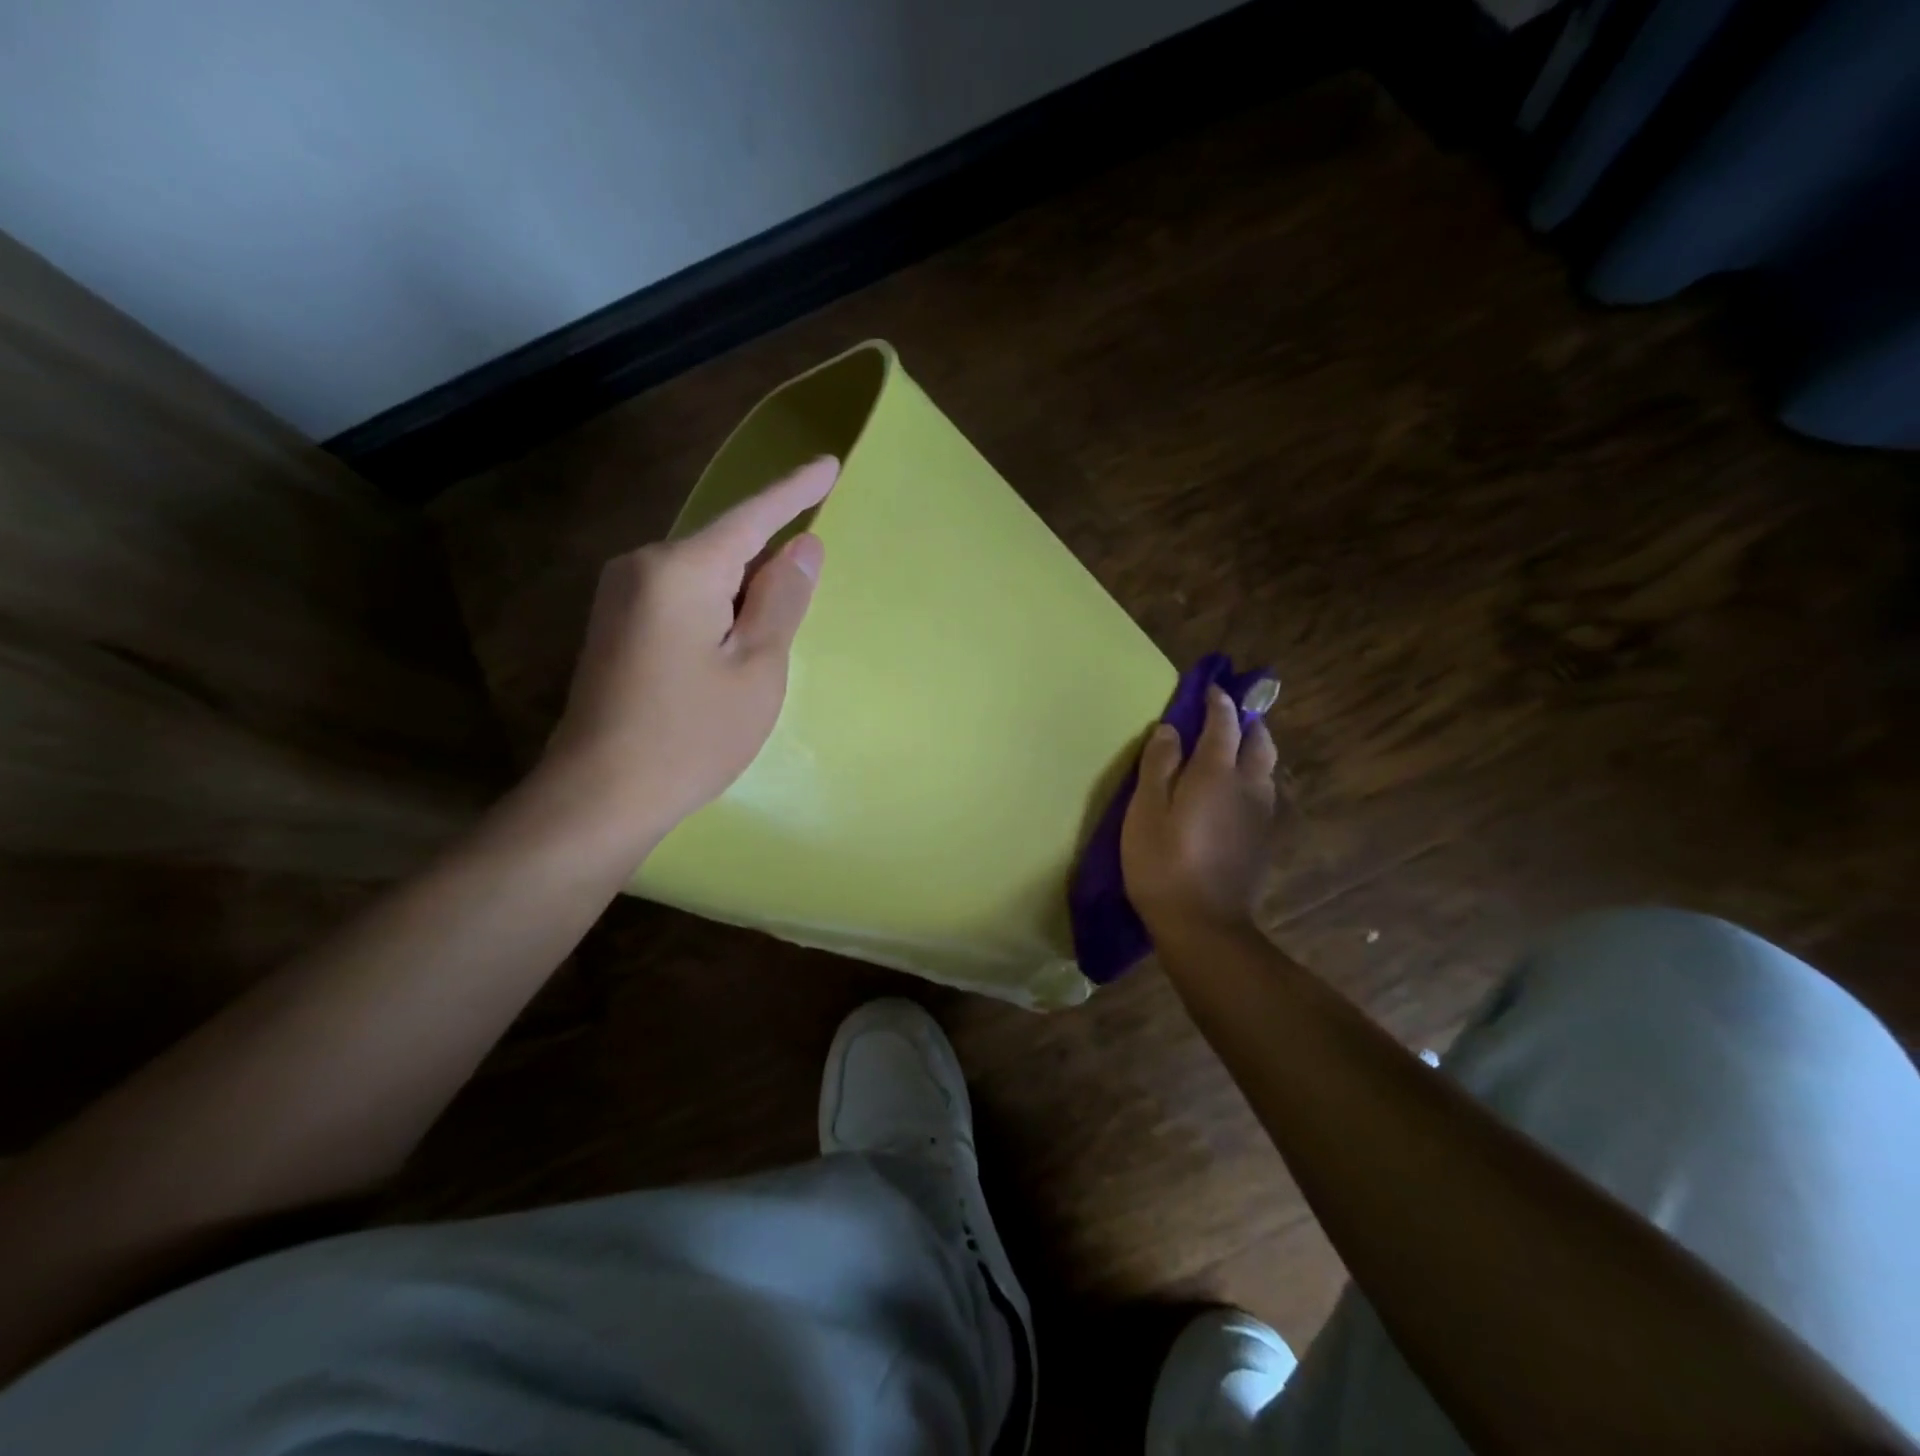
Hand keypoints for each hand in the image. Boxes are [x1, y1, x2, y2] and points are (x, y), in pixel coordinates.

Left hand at [540, 456, 837, 843]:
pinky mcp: (615, 624)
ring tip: (761, 643)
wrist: (601, 794)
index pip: (752, 516)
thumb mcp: (757, 667)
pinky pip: (679, 596)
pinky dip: (714, 610)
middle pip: (724, 546)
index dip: (795, 491)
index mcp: (682, 568)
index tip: (829, 463)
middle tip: (799, 602)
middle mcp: (643, 566)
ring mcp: (621, 595)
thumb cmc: (693, 734)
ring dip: (739, 594)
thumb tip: (802, 546)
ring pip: (702, 575)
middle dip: (766, 563)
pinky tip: (725, 650)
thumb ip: (781, 599)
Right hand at [1121, 686, 1278, 944]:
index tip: (1211, 688)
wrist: (1203, 924)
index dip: (1218, 702)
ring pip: (1266, 767)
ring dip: (1253, 749)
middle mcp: (1248, 785)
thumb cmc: (1163, 863)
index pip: (1224, 723)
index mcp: (1217, 772)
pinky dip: (1252, 777)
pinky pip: (1263, 792)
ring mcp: (1261, 814)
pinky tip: (1234, 790)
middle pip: (1259, 741)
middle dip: (1246, 722)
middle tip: (1227, 715)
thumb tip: (1170, 729)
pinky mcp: (1263, 839)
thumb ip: (1159, 765)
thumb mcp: (1145, 811)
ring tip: (1232, 749)